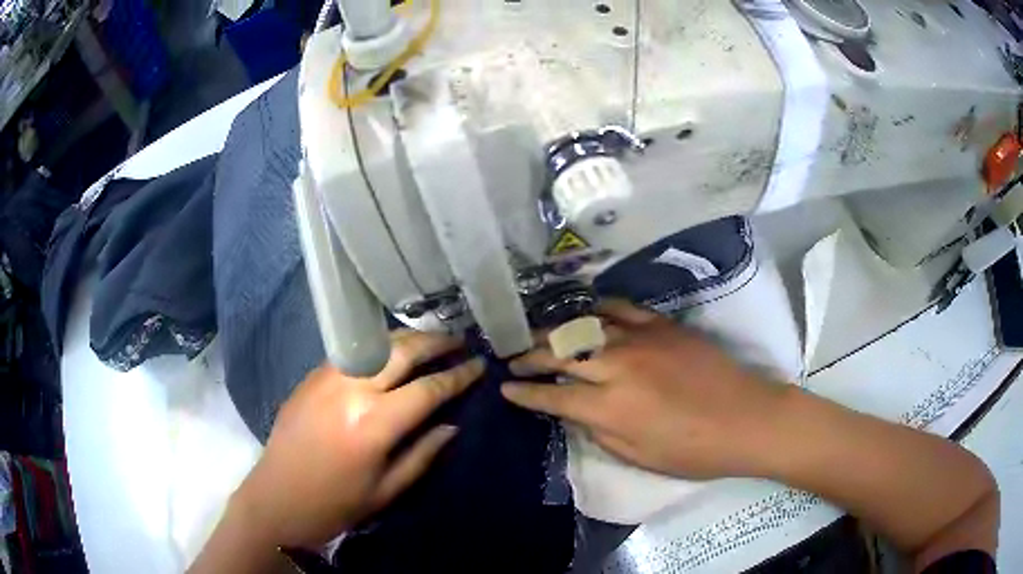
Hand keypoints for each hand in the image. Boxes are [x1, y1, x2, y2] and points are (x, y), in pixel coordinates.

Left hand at [235, 330, 482, 548]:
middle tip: (461, 341)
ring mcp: (327, 376)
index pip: (427, 389)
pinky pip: (354, 352)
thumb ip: (423, 453)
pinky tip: (391, 355)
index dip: (458, 376)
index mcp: (373, 423)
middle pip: (402, 350)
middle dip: (437, 342)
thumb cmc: (336, 504)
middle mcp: (351, 389)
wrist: (277, 498)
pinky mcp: (312, 375)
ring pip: (377, 342)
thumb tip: (452, 425)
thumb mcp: (387, 489)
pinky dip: (380, 348)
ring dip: (409, 338)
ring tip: (432, 341)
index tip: (480, 366)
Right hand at [501, 301, 788, 479]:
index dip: (524, 393)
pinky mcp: (662, 325)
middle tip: (512, 359)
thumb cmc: (692, 451)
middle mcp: (617, 366)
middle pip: (560, 354)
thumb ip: (598, 430)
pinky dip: (596, 310)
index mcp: (610, 407)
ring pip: (583, 327)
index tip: (505, 388)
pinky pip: (620, 309)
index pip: (552, 395)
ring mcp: (640, 340)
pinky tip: (583, 313)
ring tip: (536, 336)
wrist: (746, 419)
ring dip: (554, 332)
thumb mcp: (637, 456)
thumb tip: (573, 410)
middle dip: (529, 356)